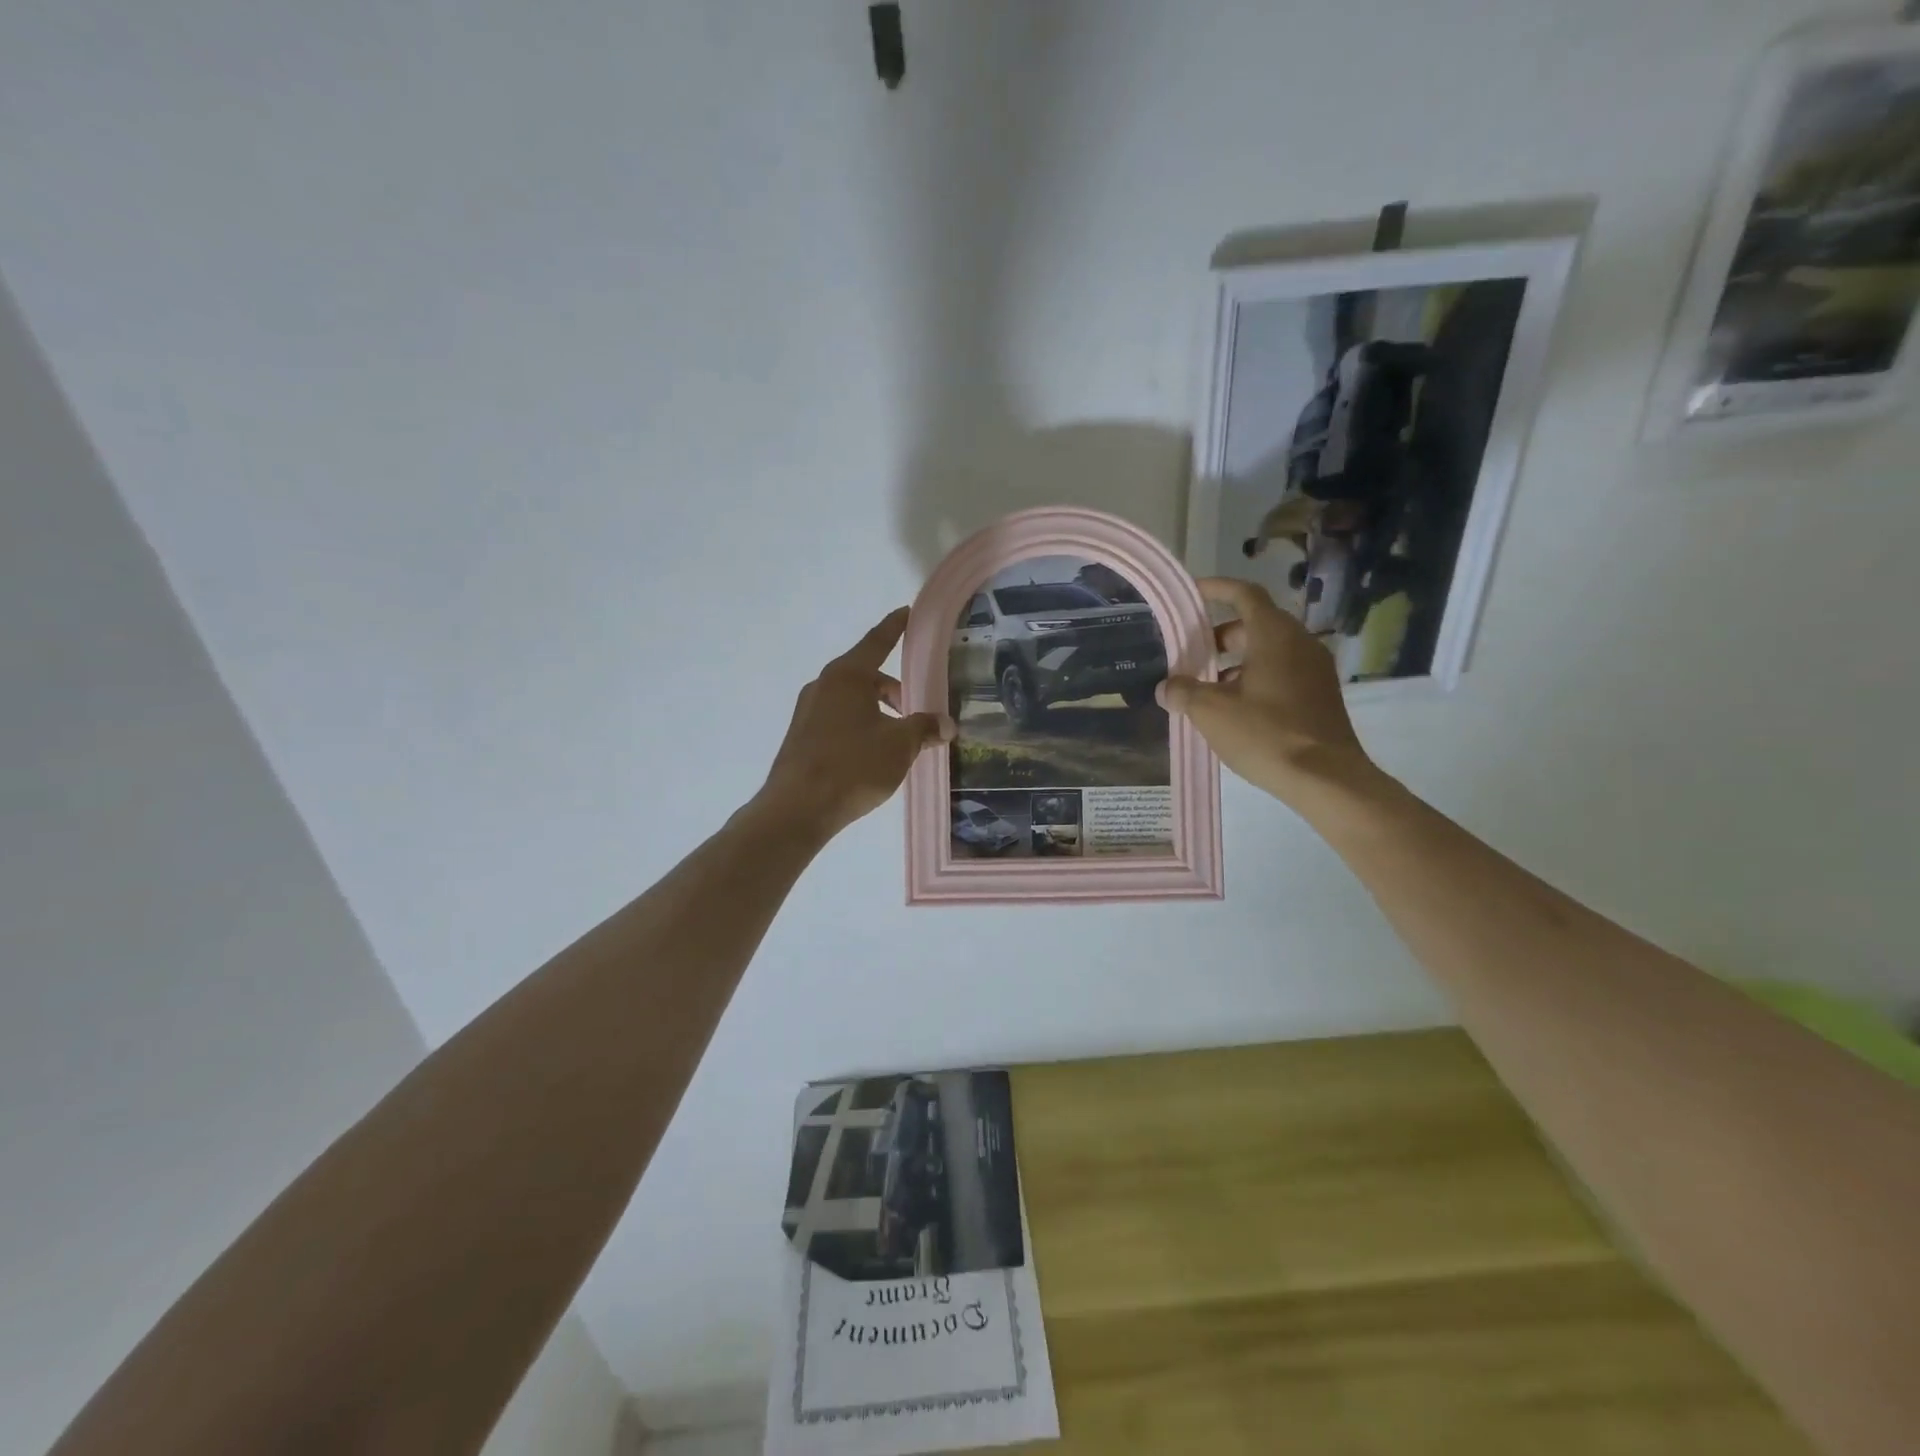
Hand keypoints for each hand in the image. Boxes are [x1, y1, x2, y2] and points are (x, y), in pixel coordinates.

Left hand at [757, 608, 954, 841]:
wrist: (798, 808)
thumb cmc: (853, 765)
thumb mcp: (900, 745)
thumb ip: (925, 728)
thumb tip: (946, 724)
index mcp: (847, 676)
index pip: (878, 641)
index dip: (896, 627)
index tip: (908, 612)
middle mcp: (823, 685)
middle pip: (867, 676)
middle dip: (894, 691)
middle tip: (917, 714)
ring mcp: (807, 711)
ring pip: (852, 701)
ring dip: (878, 713)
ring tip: (897, 743)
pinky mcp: (801, 737)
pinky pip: (838, 721)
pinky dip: (859, 728)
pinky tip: (871, 757)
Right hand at [1156, 578, 1377, 807]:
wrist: (1326, 778)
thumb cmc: (1266, 734)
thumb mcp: (1211, 712)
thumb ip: (1184, 692)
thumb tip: (1167, 687)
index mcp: (1274, 635)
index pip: (1244, 594)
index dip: (1217, 589)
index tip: (1193, 593)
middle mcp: (1299, 643)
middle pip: (1254, 625)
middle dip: (1220, 636)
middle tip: (1191, 654)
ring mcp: (1315, 670)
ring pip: (1268, 652)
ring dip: (1236, 662)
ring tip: (1206, 688)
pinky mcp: (1320, 695)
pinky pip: (1282, 673)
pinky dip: (1255, 678)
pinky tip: (1234, 709)